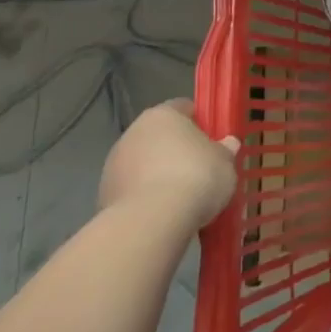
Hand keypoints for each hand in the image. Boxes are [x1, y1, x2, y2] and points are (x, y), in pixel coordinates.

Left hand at [99, 99, 239, 229]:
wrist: (150, 223)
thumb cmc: (195, 177)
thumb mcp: (225, 161)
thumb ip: (225, 150)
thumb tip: (227, 144)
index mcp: (163, 115)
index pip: (184, 108)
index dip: (200, 122)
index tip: (214, 140)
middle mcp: (133, 133)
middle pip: (160, 137)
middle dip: (177, 151)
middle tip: (200, 169)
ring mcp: (113, 165)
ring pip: (143, 164)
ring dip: (158, 175)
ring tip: (181, 198)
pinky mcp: (103, 196)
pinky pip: (133, 191)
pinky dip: (145, 198)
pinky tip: (163, 214)